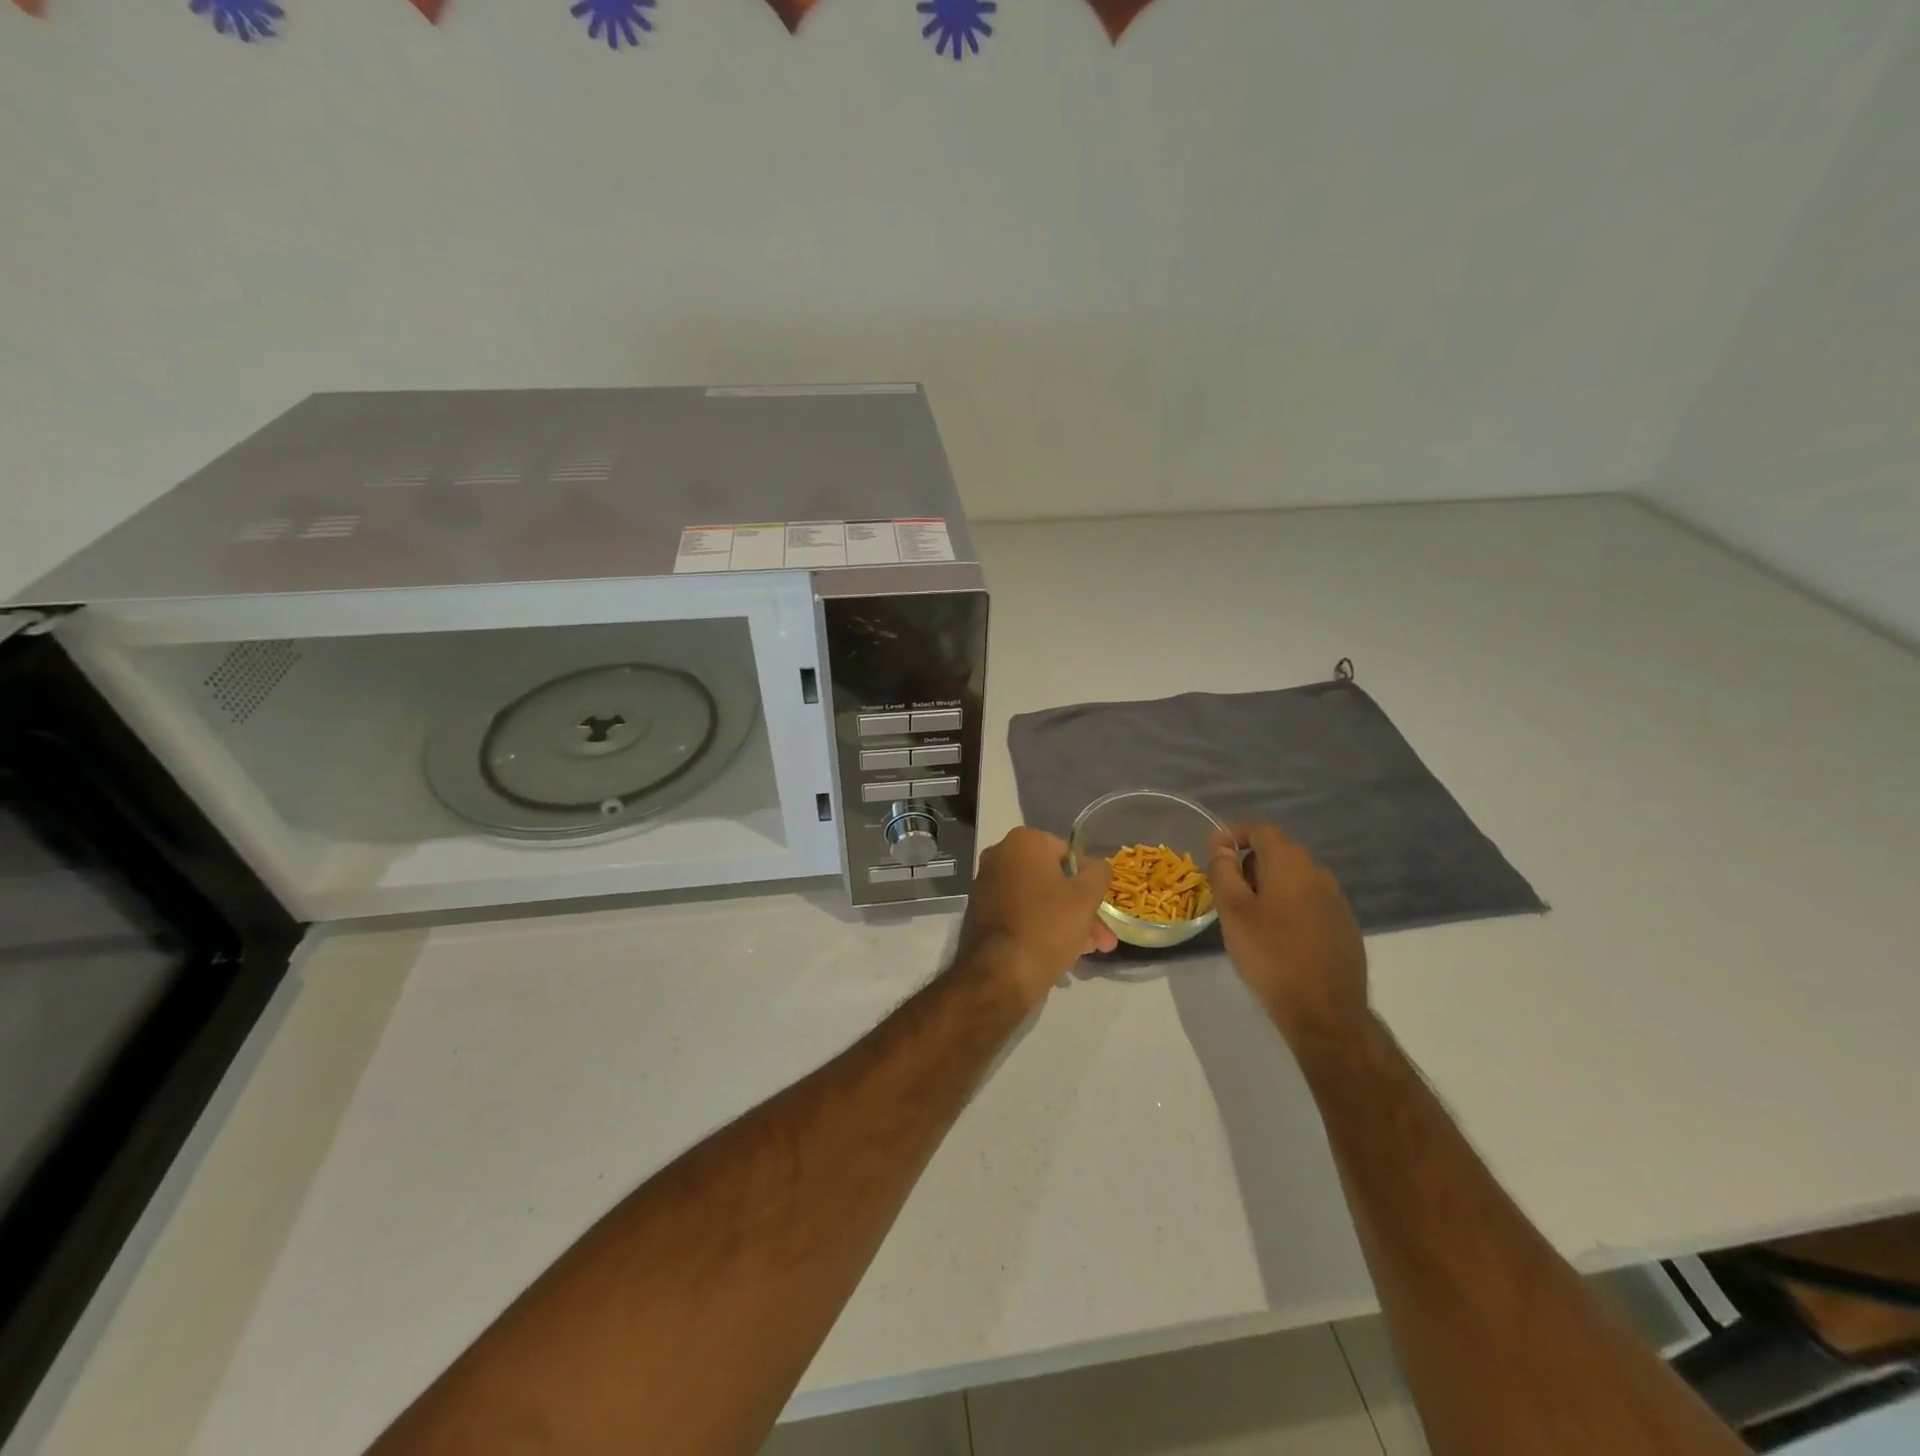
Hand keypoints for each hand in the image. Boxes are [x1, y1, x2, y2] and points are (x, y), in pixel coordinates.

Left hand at [959, 828, 1117, 1008]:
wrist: (1001, 973)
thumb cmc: (1048, 925)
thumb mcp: (1086, 897)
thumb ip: (1098, 873)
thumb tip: (1098, 865)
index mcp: (1023, 842)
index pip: (1068, 853)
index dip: (1088, 880)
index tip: (1101, 905)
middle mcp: (999, 856)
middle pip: (1053, 880)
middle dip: (1081, 908)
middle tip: (1102, 937)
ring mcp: (986, 885)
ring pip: (1038, 899)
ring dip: (1066, 920)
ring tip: (1089, 950)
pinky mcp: (981, 913)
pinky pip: (1020, 913)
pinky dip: (1040, 926)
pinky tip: (1062, 952)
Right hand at [1208, 824, 1369, 1053]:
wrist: (1325, 1012)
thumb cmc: (1271, 956)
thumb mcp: (1233, 912)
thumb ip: (1224, 873)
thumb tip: (1223, 850)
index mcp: (1290, 864)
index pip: (1260, 829)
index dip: (1233, 834)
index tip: (1213, 851)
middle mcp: (1318, 873)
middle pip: (1279, 852)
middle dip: (1249, 862)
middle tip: (1226, 888)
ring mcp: (1336, 900)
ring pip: (1295, 877)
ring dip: (1269, 884)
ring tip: (1249, 914)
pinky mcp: (1344, 925)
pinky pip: (1309, 900)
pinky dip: (1288, 904)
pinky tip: (1277, 935)